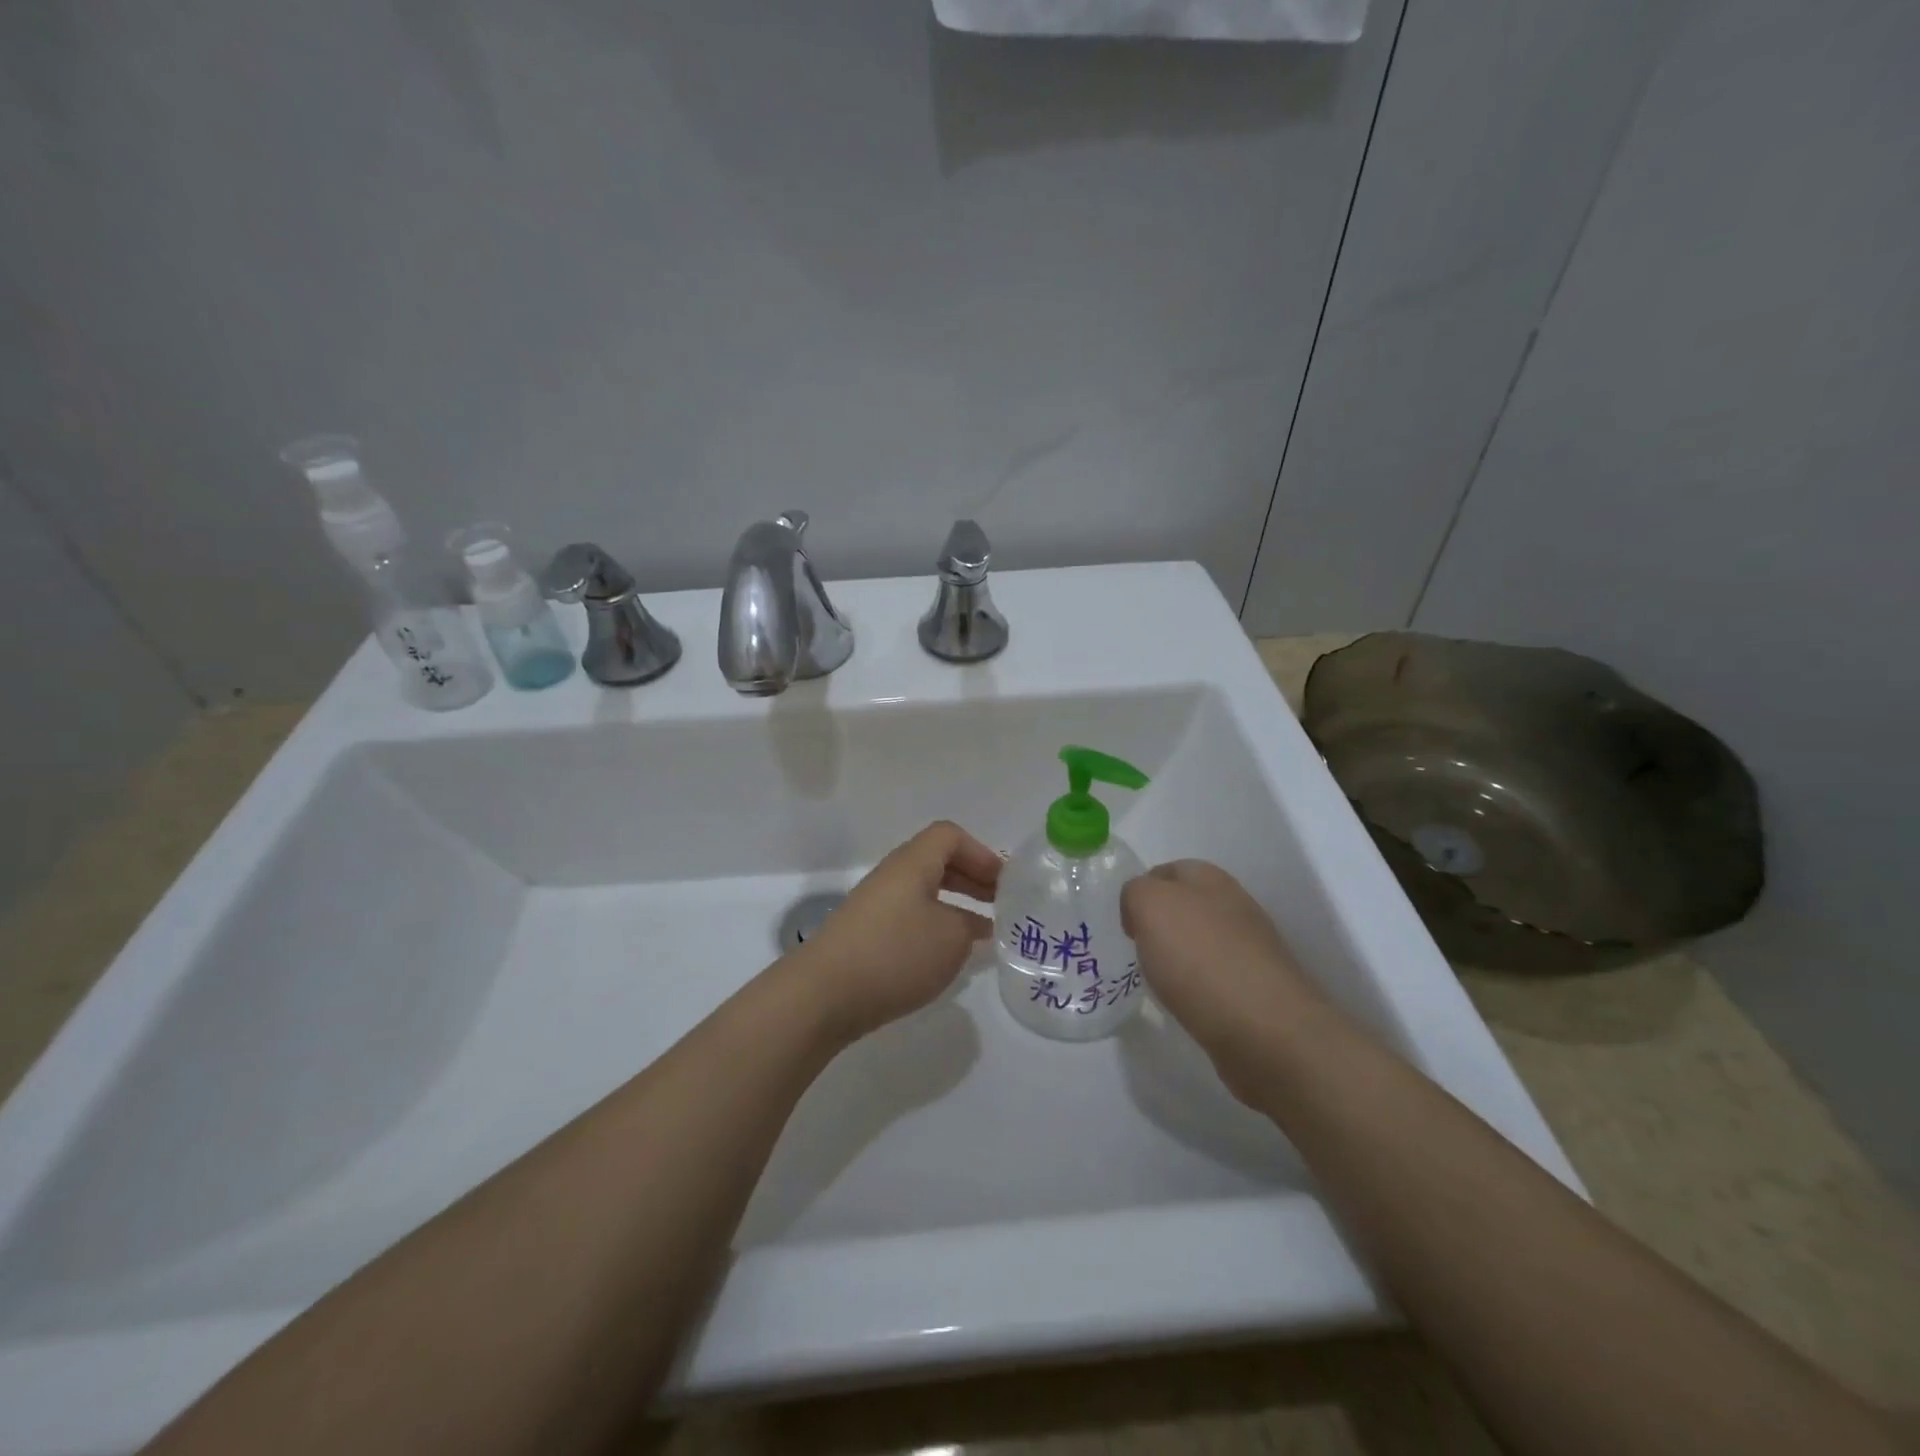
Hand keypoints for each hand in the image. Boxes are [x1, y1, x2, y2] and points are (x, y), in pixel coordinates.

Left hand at [790, 821, 1000, 1041]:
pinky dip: (934, 927)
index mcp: (912, 863)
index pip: (949, 836)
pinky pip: (909, 917)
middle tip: (1001, 904)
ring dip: (955, 905)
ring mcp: (874, 906)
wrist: (824, 995)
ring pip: (923, 892)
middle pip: (936, 861)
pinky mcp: (865, 935)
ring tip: (981, 931)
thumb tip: (971, 922)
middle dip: (972, 879)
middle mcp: (891, 876)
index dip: (981, 853)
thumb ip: (970, 924)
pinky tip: (945, 955)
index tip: (1005, 883)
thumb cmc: (895, 954)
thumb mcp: (951, 937)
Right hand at [1122, 860, 1322, 1100]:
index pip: (1166, 870)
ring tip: (1156, 981)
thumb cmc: (1200, 958)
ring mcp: (1250, 949)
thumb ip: (1135, 892)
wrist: (1265, 1031)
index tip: (1124, 924)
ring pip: (1199, 942)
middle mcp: (1234, 906)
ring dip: (1177, 957)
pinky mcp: (1256, 989)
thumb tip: (1140, 910)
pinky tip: (1184, 1004)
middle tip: (1135, 950)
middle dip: (1158, 925)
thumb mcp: (1150, 905)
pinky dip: (1195, 988)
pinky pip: (1213, 978)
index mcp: (1210, 879)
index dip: (1140, 891)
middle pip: (1184, 906)